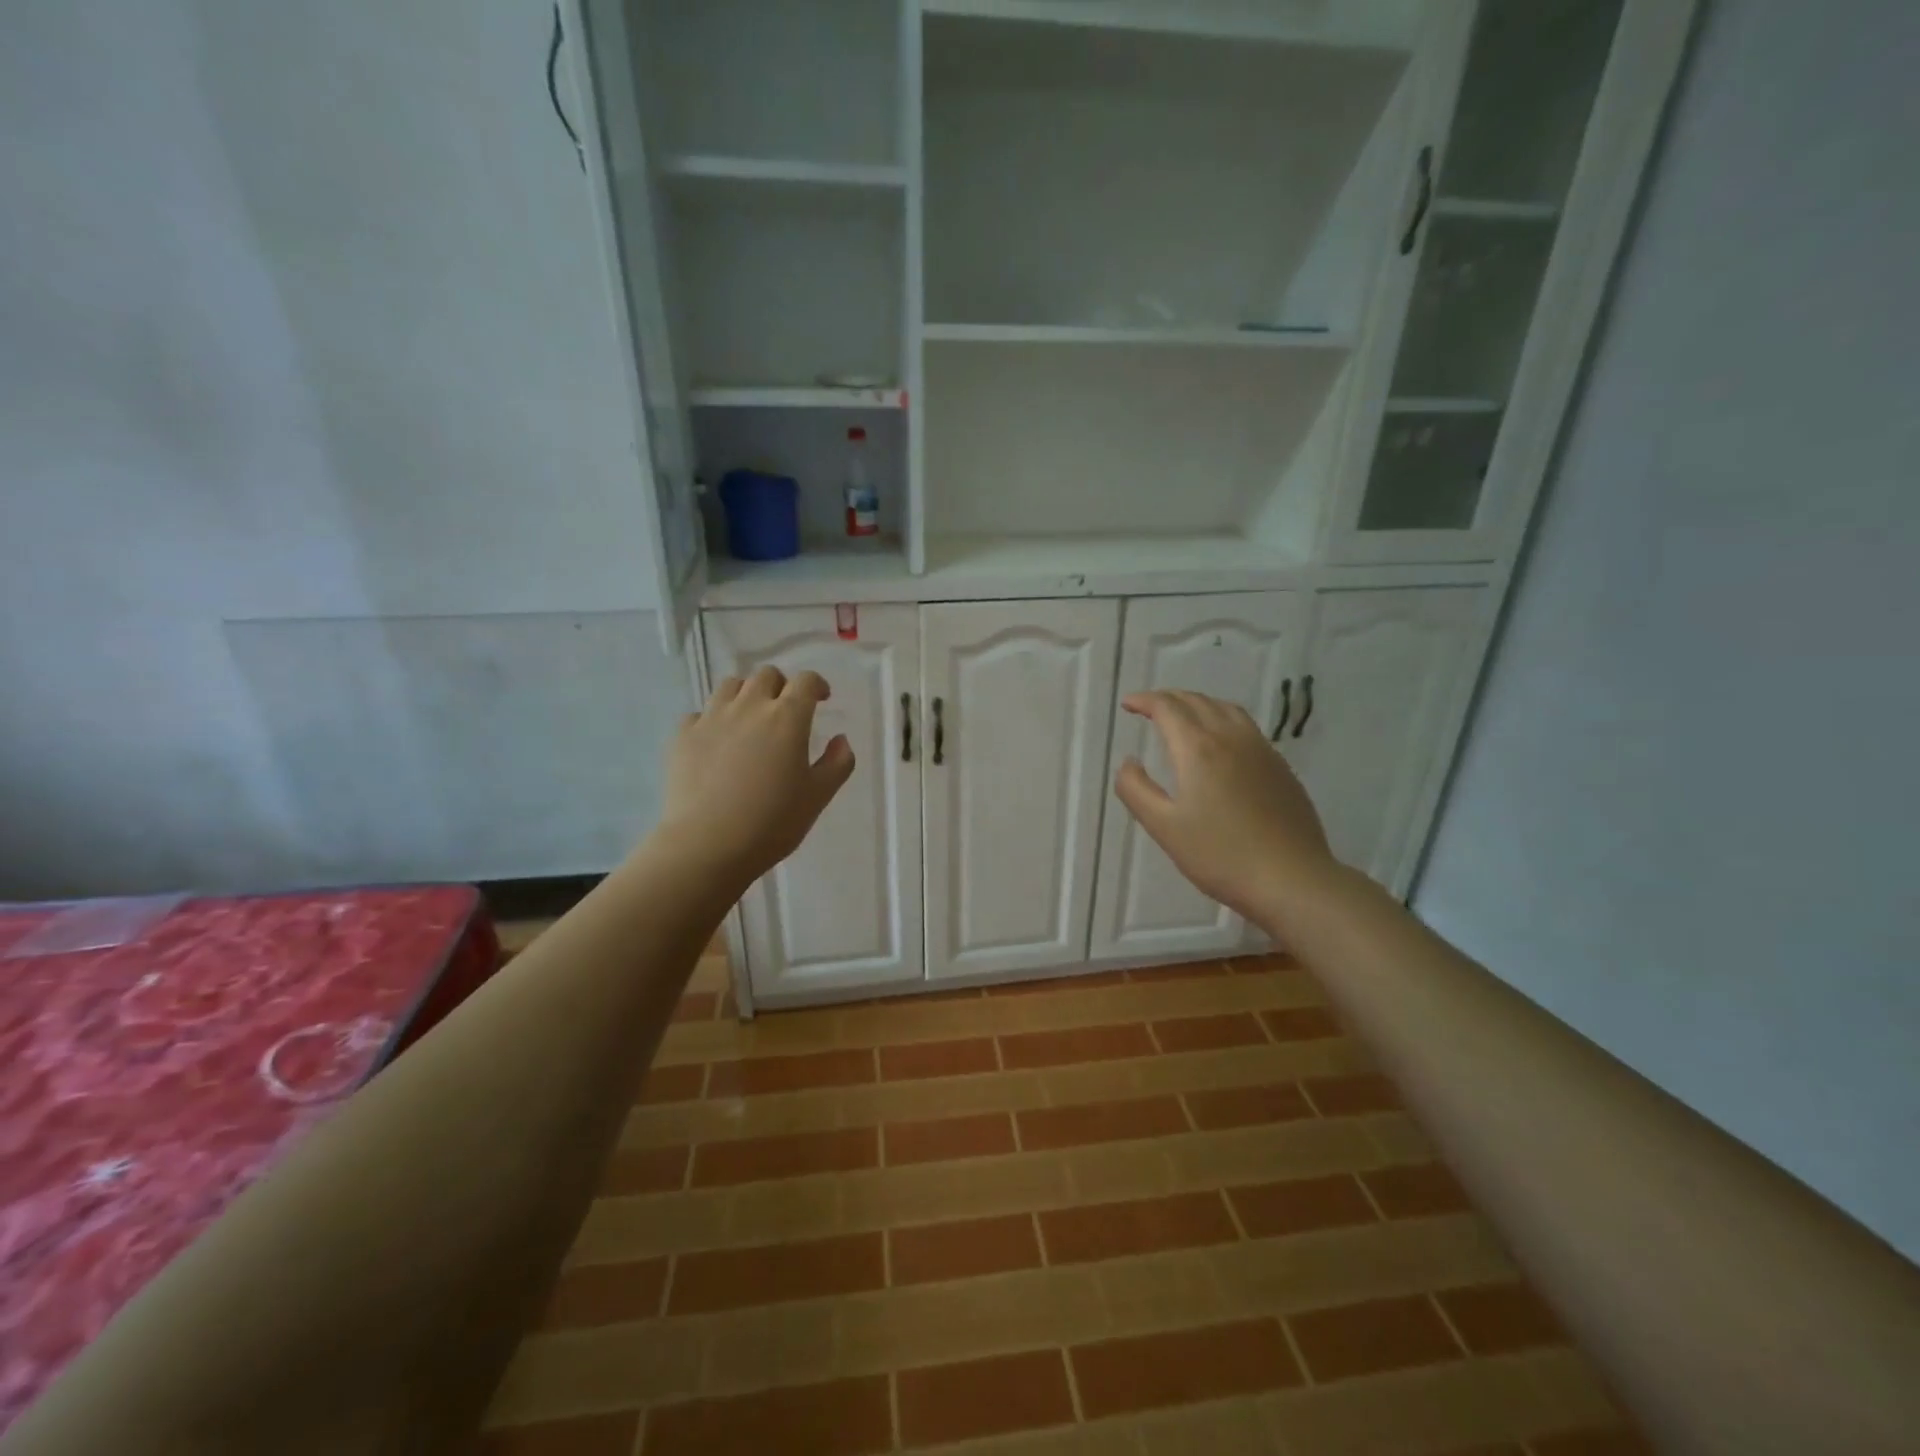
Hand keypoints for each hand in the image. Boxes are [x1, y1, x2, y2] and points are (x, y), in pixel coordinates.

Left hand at [652, 667, 854, 887]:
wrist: (707, 844)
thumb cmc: (772, 822)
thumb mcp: (818, 797)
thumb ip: (837, 764)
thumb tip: (841, 740)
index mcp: (787, 718)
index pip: (806, 681)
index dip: (816, 685)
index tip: (821, 699)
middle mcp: (749, 707)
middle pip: (766, 675)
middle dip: (781, 686)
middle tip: (785, 711)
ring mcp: (711, 718)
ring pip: (730, 685)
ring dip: (746, 694)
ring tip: (750, 719)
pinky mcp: (683, 735)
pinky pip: (700, 713)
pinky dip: (712, 720)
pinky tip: (717, 743)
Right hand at [1114, 690, 1339, 935]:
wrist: (1292, 878)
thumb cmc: (1220, 855)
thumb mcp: (1164, 827)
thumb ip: (1136, 790)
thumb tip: (1128, 762)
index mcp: (1198, 748)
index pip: (1168, 708)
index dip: (1145, 701)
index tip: (1128, 704)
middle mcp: (1230, 738)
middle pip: (1197, 702)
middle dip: (1169, 698)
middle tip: (1149, 707)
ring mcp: (1261, 750)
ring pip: (1226, 709)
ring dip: (1198, 704)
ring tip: (1183, 715)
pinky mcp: (1280, 767)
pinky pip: (1246, 727)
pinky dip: (1222, 719)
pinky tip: (1220, 742)